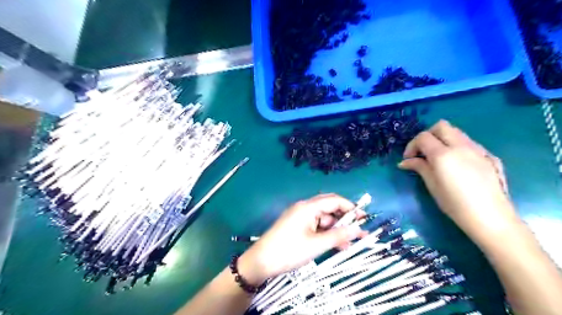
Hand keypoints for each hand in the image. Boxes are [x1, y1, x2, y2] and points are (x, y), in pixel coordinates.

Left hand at [238, 195, 366, 284]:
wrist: (261, 261)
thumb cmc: (289, 250)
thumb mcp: (317, 244)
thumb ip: (339, 235)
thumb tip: (358, 229)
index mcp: (308, 207)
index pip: (334, 200)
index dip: (350, 208)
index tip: (364, 219)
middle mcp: (304, 208)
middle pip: (329, 208)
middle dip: (344, 219)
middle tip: (358, 232)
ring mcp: (300, 217)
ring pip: (323, 219)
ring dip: (336, 229)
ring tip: (349, 243)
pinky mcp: (297, 226)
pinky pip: (316, 226)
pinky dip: (326, 233)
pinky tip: (335, 245)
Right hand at [397, 121, 520, 243]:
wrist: (491, 217)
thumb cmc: (455, 204)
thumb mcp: (432, 185)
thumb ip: (419, 167)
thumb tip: (405, 162)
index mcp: (443, 154)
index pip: (423, 137)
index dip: (412, 145)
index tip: (408, 159)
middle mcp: (461, 146)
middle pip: (441, 126)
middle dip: (428, 135)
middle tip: (423, 152)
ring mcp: (478, 149)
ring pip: (456, 132)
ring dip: (443, 139)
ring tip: (439, 158)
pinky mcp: (489, 156)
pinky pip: (469, 143)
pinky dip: (457, 147)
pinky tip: (457, 164)